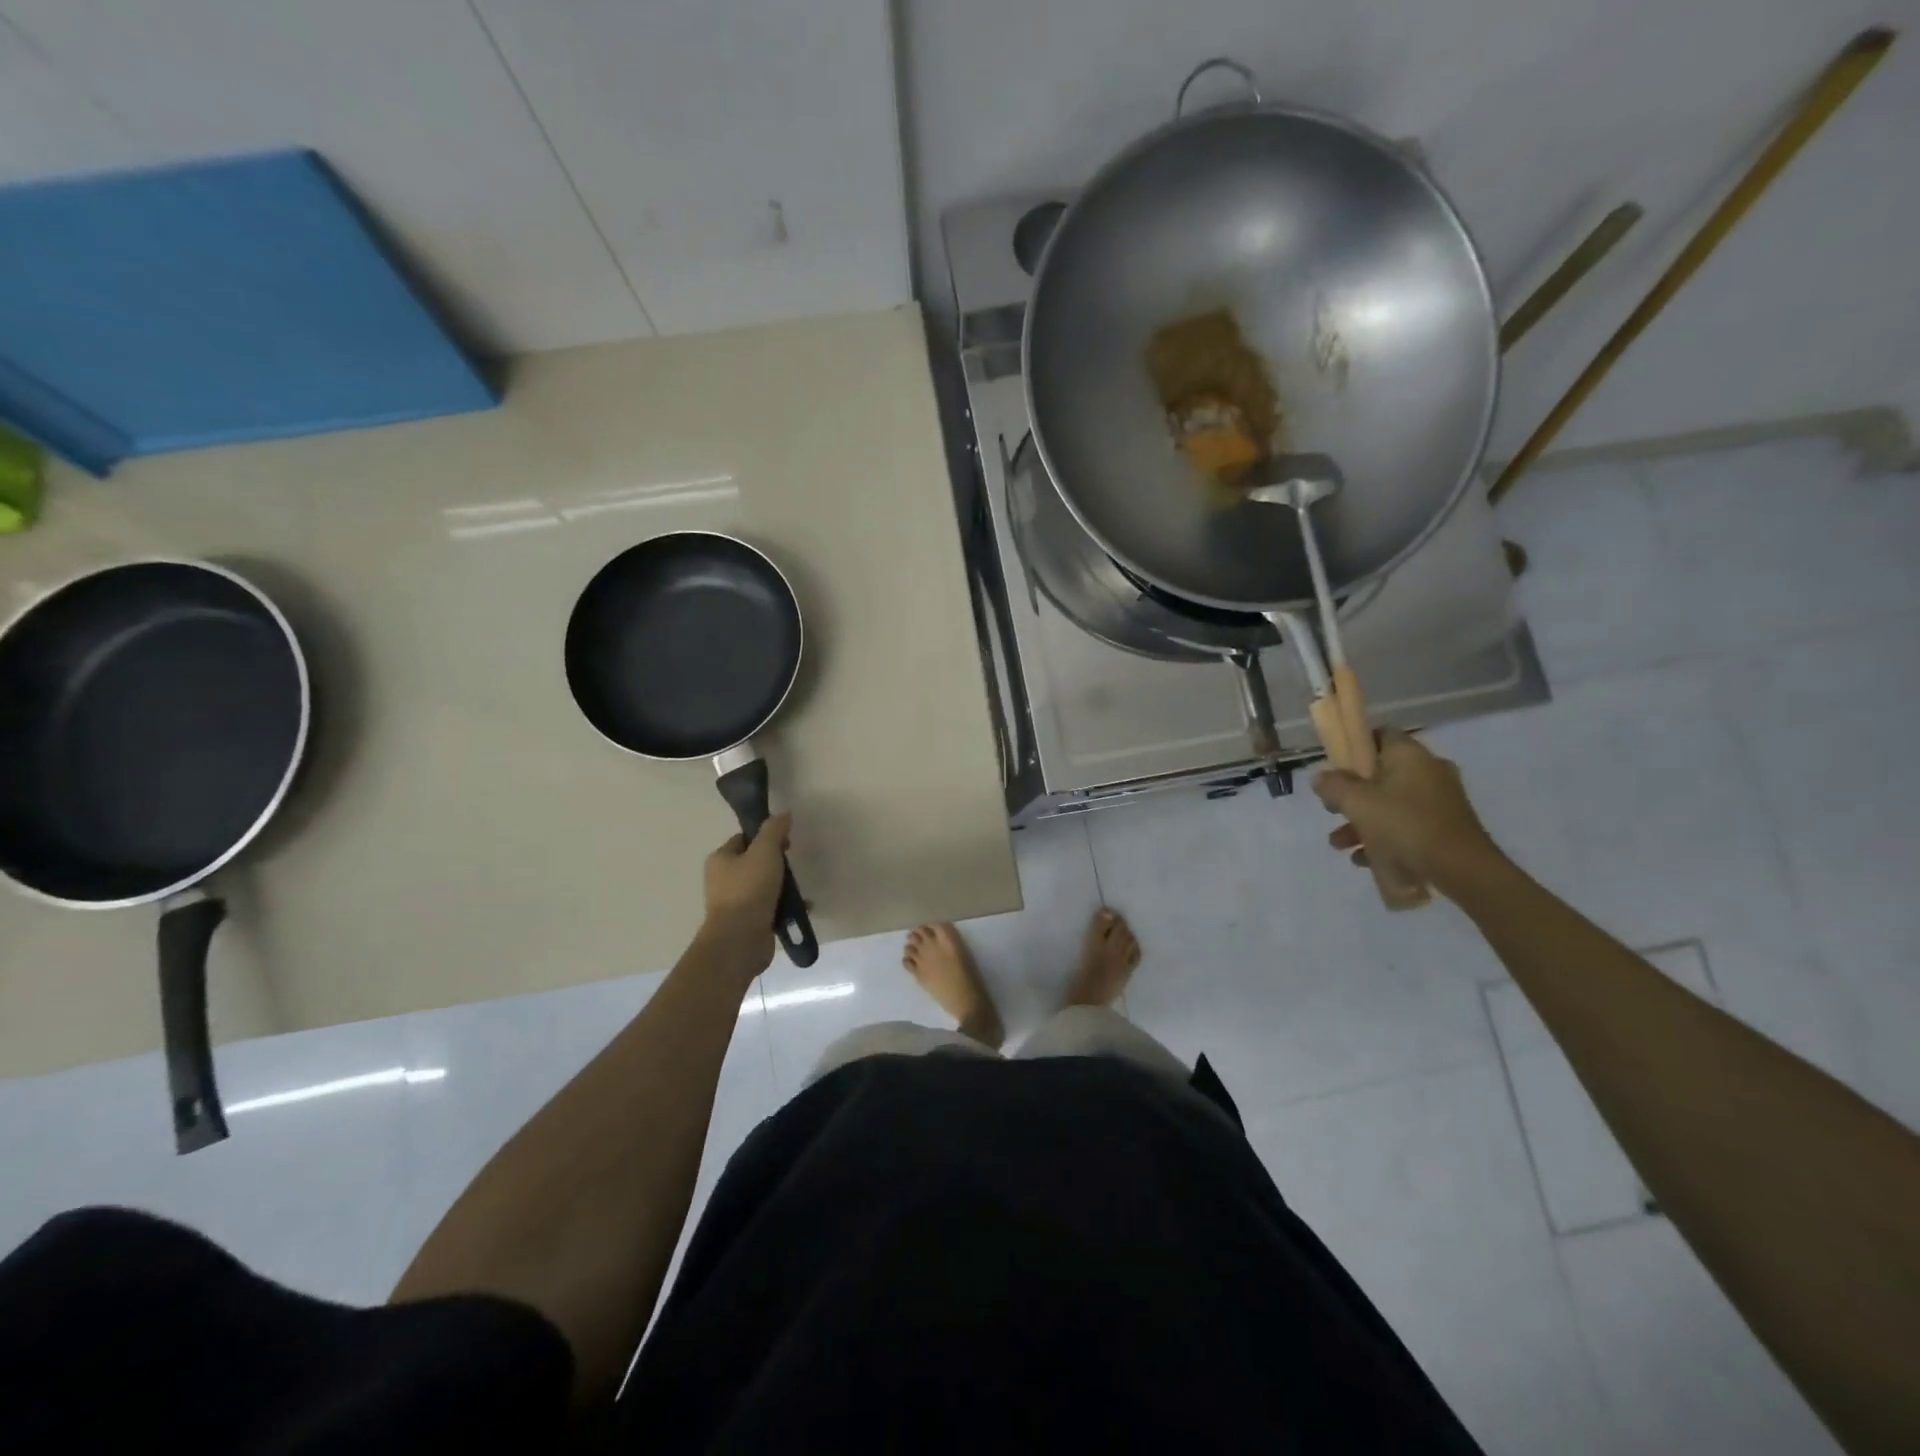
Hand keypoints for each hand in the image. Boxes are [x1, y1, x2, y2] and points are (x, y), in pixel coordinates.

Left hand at [702, 813, 790, 951]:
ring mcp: (734, 903)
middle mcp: (722, 880)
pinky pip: (769, 907)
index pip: (744, 839)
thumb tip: (783, 813)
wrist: (741, 938)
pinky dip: (784, 906)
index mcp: (720, 859)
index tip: (786, 842)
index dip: (765, 836)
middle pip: (754, 862)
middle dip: (776, 862)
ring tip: (799, 888)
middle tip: (791, 864)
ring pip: (763, 885)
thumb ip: (774, 830)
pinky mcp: (747, 922)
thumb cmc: (749, 889)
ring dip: (782, 886)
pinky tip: (802, 908)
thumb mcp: (764, 852)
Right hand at [1314, 731, 1503, 891]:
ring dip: (1361, 821)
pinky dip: (1383, 837)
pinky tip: (1364, 859)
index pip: (1379, 735)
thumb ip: (1333, 786)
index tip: (1333, 767)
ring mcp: (1440, 801)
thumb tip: (1320, 777)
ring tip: (1340, 844)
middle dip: (1351, 793)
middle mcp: (1428, 771)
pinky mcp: (1445, 828)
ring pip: (1390, 803)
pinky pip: (1406, 825)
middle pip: (1380, 773)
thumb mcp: (1357, 803)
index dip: (1353, 747)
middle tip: (1331, 809)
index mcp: (1410, 756)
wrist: (1462, 870)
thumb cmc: (1404, 825)